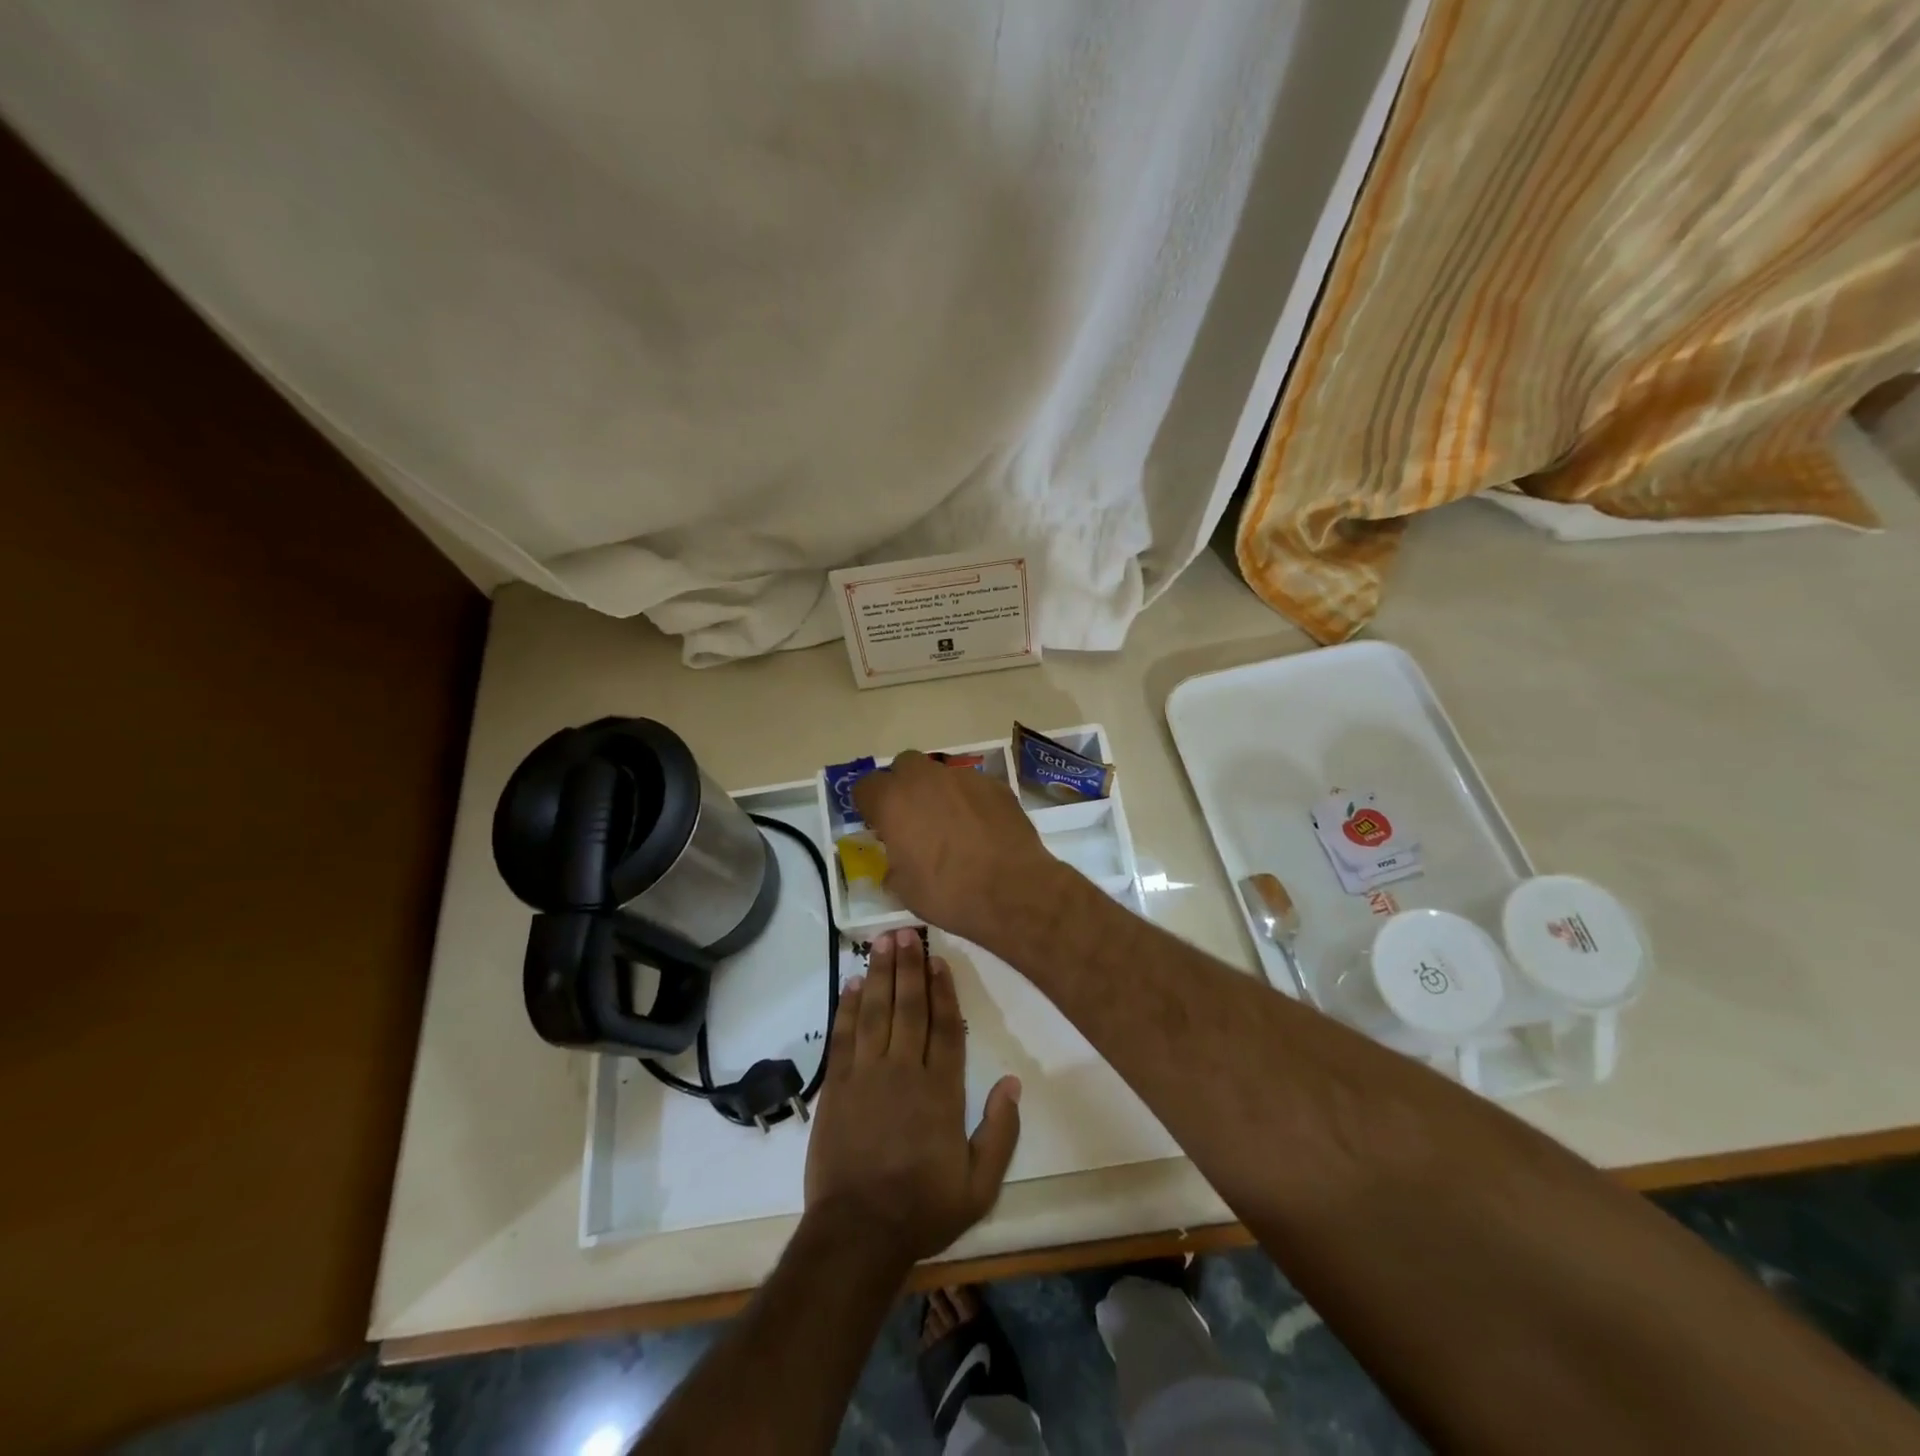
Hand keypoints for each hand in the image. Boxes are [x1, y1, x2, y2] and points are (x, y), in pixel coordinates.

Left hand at [804, 928, 1021, 1268]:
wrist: (858, 1233)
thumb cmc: (923, 1209)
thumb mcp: (979, 1185)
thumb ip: (1000, 1133)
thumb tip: (1013, 1083)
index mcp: (941, 1091)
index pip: (945, 1028)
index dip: (943, 990)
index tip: (940, 960)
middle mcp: (904, 1071)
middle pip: (909, 1008)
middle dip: (909, 967)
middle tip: (907, 932)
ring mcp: (866, 1075)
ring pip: (876, 1012)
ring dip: (881, 974)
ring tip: (882, 941)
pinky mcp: (837, 1086)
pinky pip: (844, 1036)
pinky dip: (849, 1007)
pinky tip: (854, 983)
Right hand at [851, 750, 1061, 945]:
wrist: (1013, 891)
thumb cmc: (948, 893)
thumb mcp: (904, 888)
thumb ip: (893, 863)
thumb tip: (898, 859)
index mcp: (893, 801)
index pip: (866, 786)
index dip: (869, 805)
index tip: (878, 825)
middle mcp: (926, 779)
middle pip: (904, 765)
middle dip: (903, 786)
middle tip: (912, 817)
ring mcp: (964, 778)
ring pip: (941, 773)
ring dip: (938, 792)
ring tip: (950, 825)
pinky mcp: (996, 785)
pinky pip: (972, 786)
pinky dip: (969, 801)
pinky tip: (979, 828)